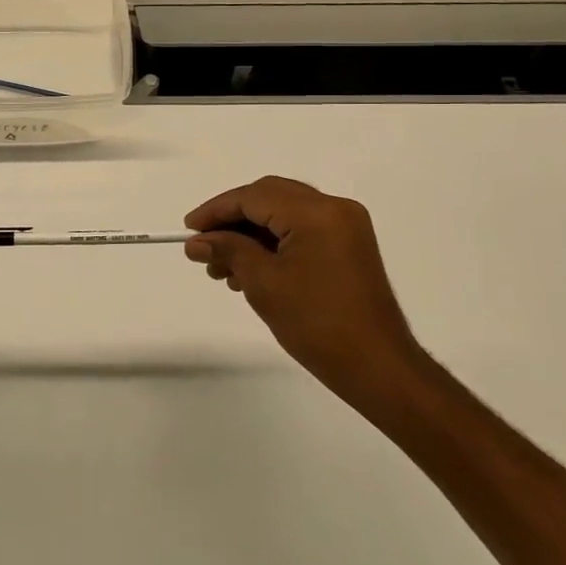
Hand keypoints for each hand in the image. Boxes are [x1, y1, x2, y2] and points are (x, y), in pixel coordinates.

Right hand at [184, 176, 424, 416]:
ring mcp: (346, 226)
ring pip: (284, 213)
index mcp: (316, 212)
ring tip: (222, 269)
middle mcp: (334, 208)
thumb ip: (228, 251)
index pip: (254, 197)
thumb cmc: (317, 324)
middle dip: (232, 219)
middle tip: (204, 246)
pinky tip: (250, 270)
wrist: (377, 367)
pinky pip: (301, 230)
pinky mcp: (349, 246)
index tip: (188, 229)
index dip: (216, 210)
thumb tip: (197, 242)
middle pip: (270, 197)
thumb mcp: (263, 284)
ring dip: (250, 234)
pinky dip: (273, 243)